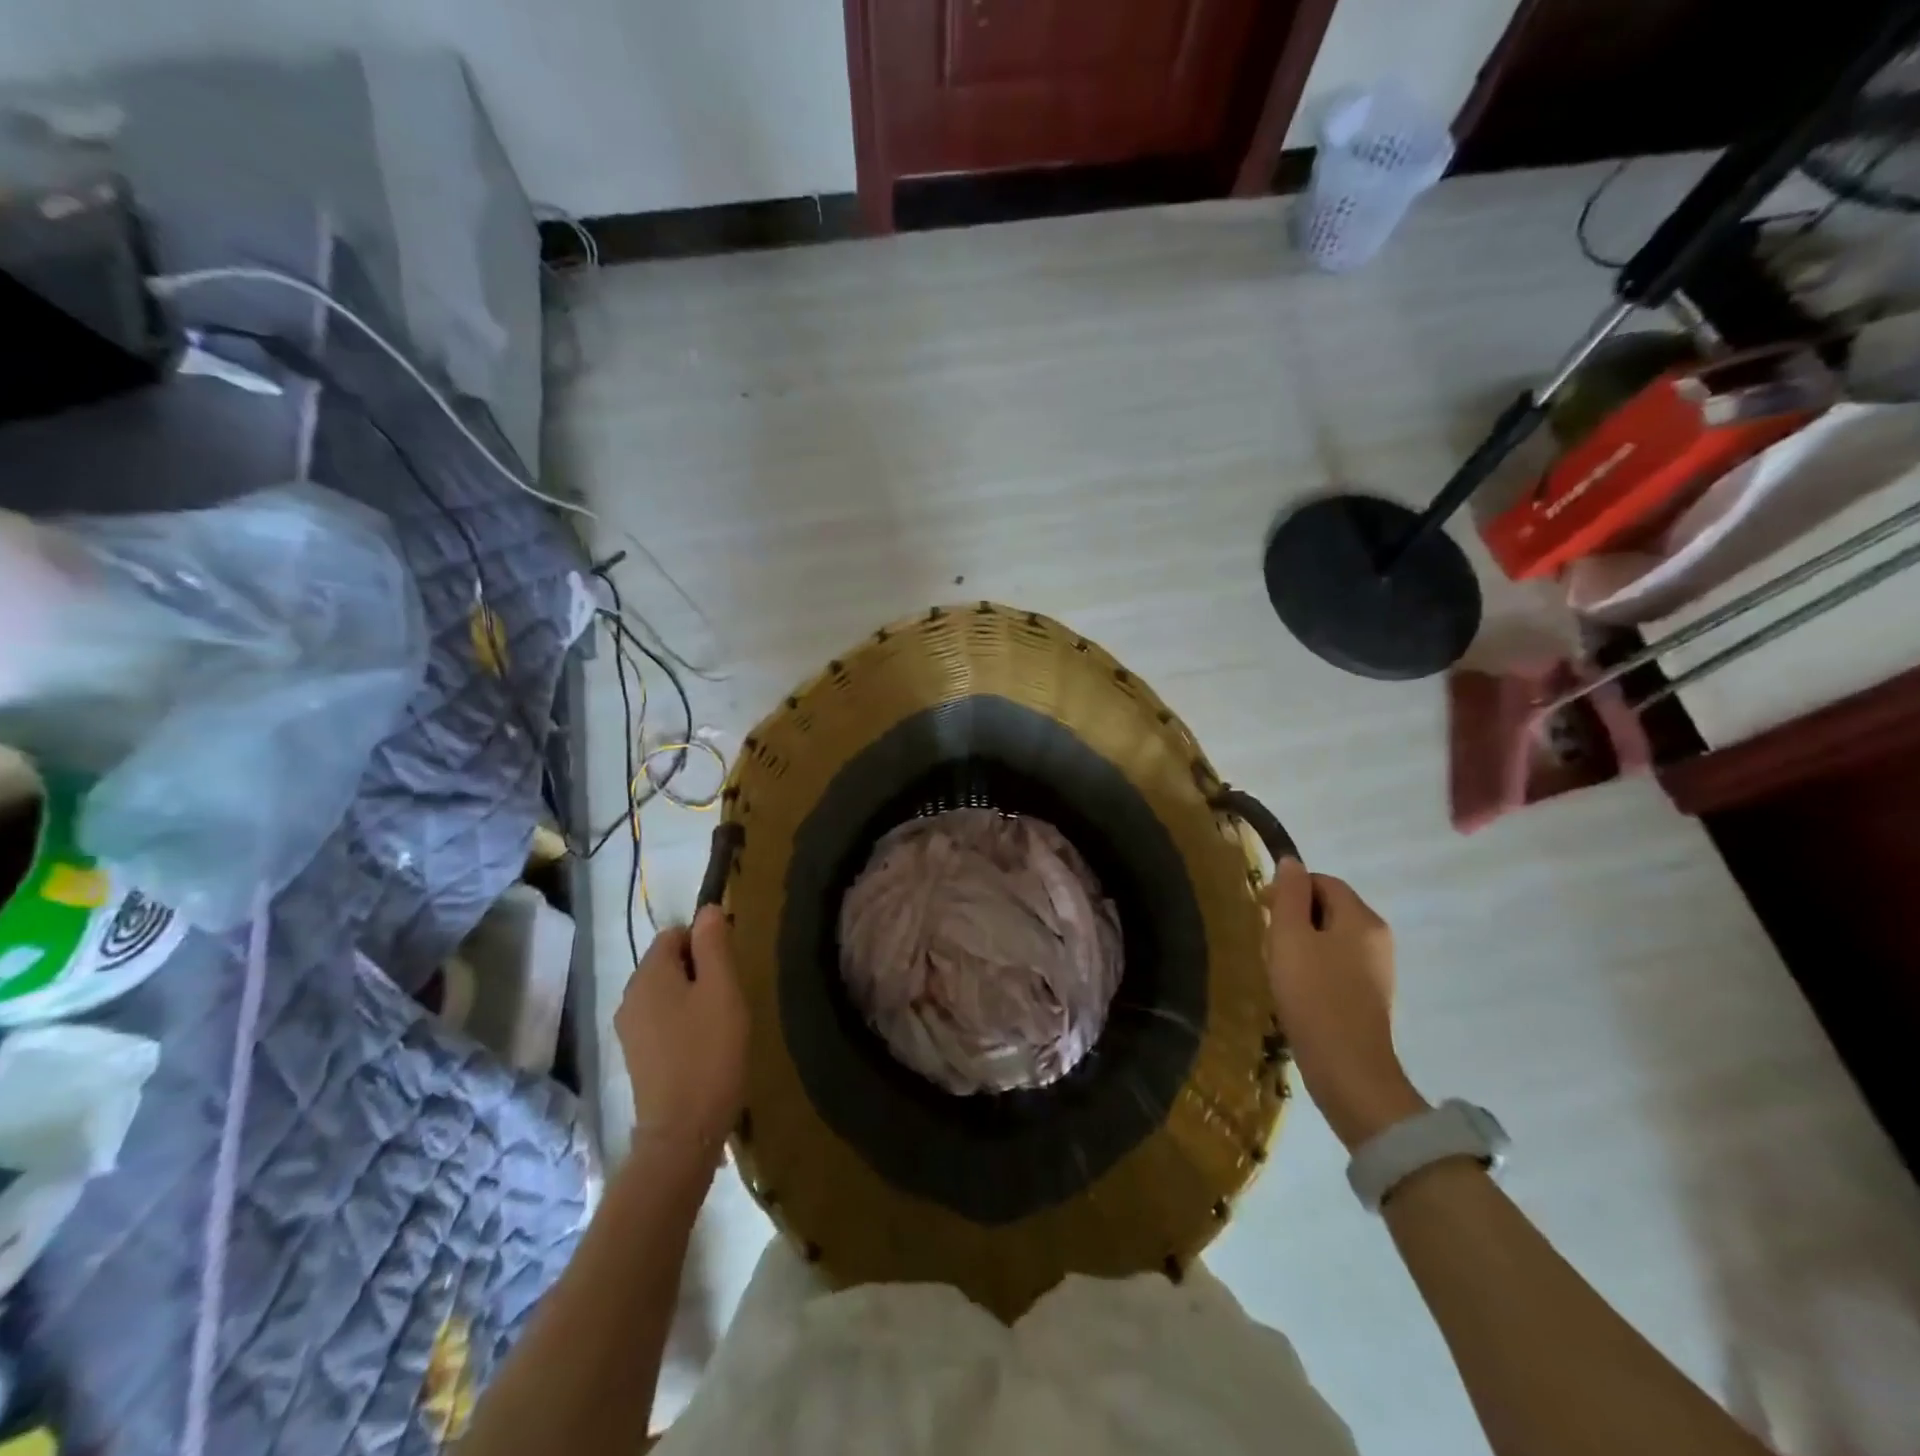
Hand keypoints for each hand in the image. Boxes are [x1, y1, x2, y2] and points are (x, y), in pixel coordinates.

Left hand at [615, 906, 746, 1161]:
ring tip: (720, 1022)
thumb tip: (708, 909)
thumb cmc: (709, 1051)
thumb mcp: (722, 989)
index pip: (675, 933)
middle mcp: (629, 996)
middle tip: (729, 997)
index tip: (730, 969)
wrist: (683, 1130)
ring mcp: (629, 1029)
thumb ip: (714, 944)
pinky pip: (662, 1019)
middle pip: (668, 962)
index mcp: (648, 975)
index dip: (705, 942)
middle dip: (700, 970)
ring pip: (666, 992)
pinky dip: (683, 1022)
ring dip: (693, 997)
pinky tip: (704, 1045)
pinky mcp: (636, 1056)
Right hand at [1265, 858, 1426, 1149]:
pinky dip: (1315, 966)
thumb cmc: (1313, 995)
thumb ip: (1289, 895)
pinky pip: (1339, 963)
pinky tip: (1297, 989)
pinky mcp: (1371, 995)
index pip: (1323, 881)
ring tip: (1279, 966)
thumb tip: (1291, 862)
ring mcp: (1378, 969)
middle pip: (1330, 908)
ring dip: (1303, 943)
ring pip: (1333, 937)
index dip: (1290, 889)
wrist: (1348, 1069)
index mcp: (1362, 918)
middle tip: (1268, 940)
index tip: (1263, 912)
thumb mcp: (1290, 937)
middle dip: (1295, 916)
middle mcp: (1378, 937)